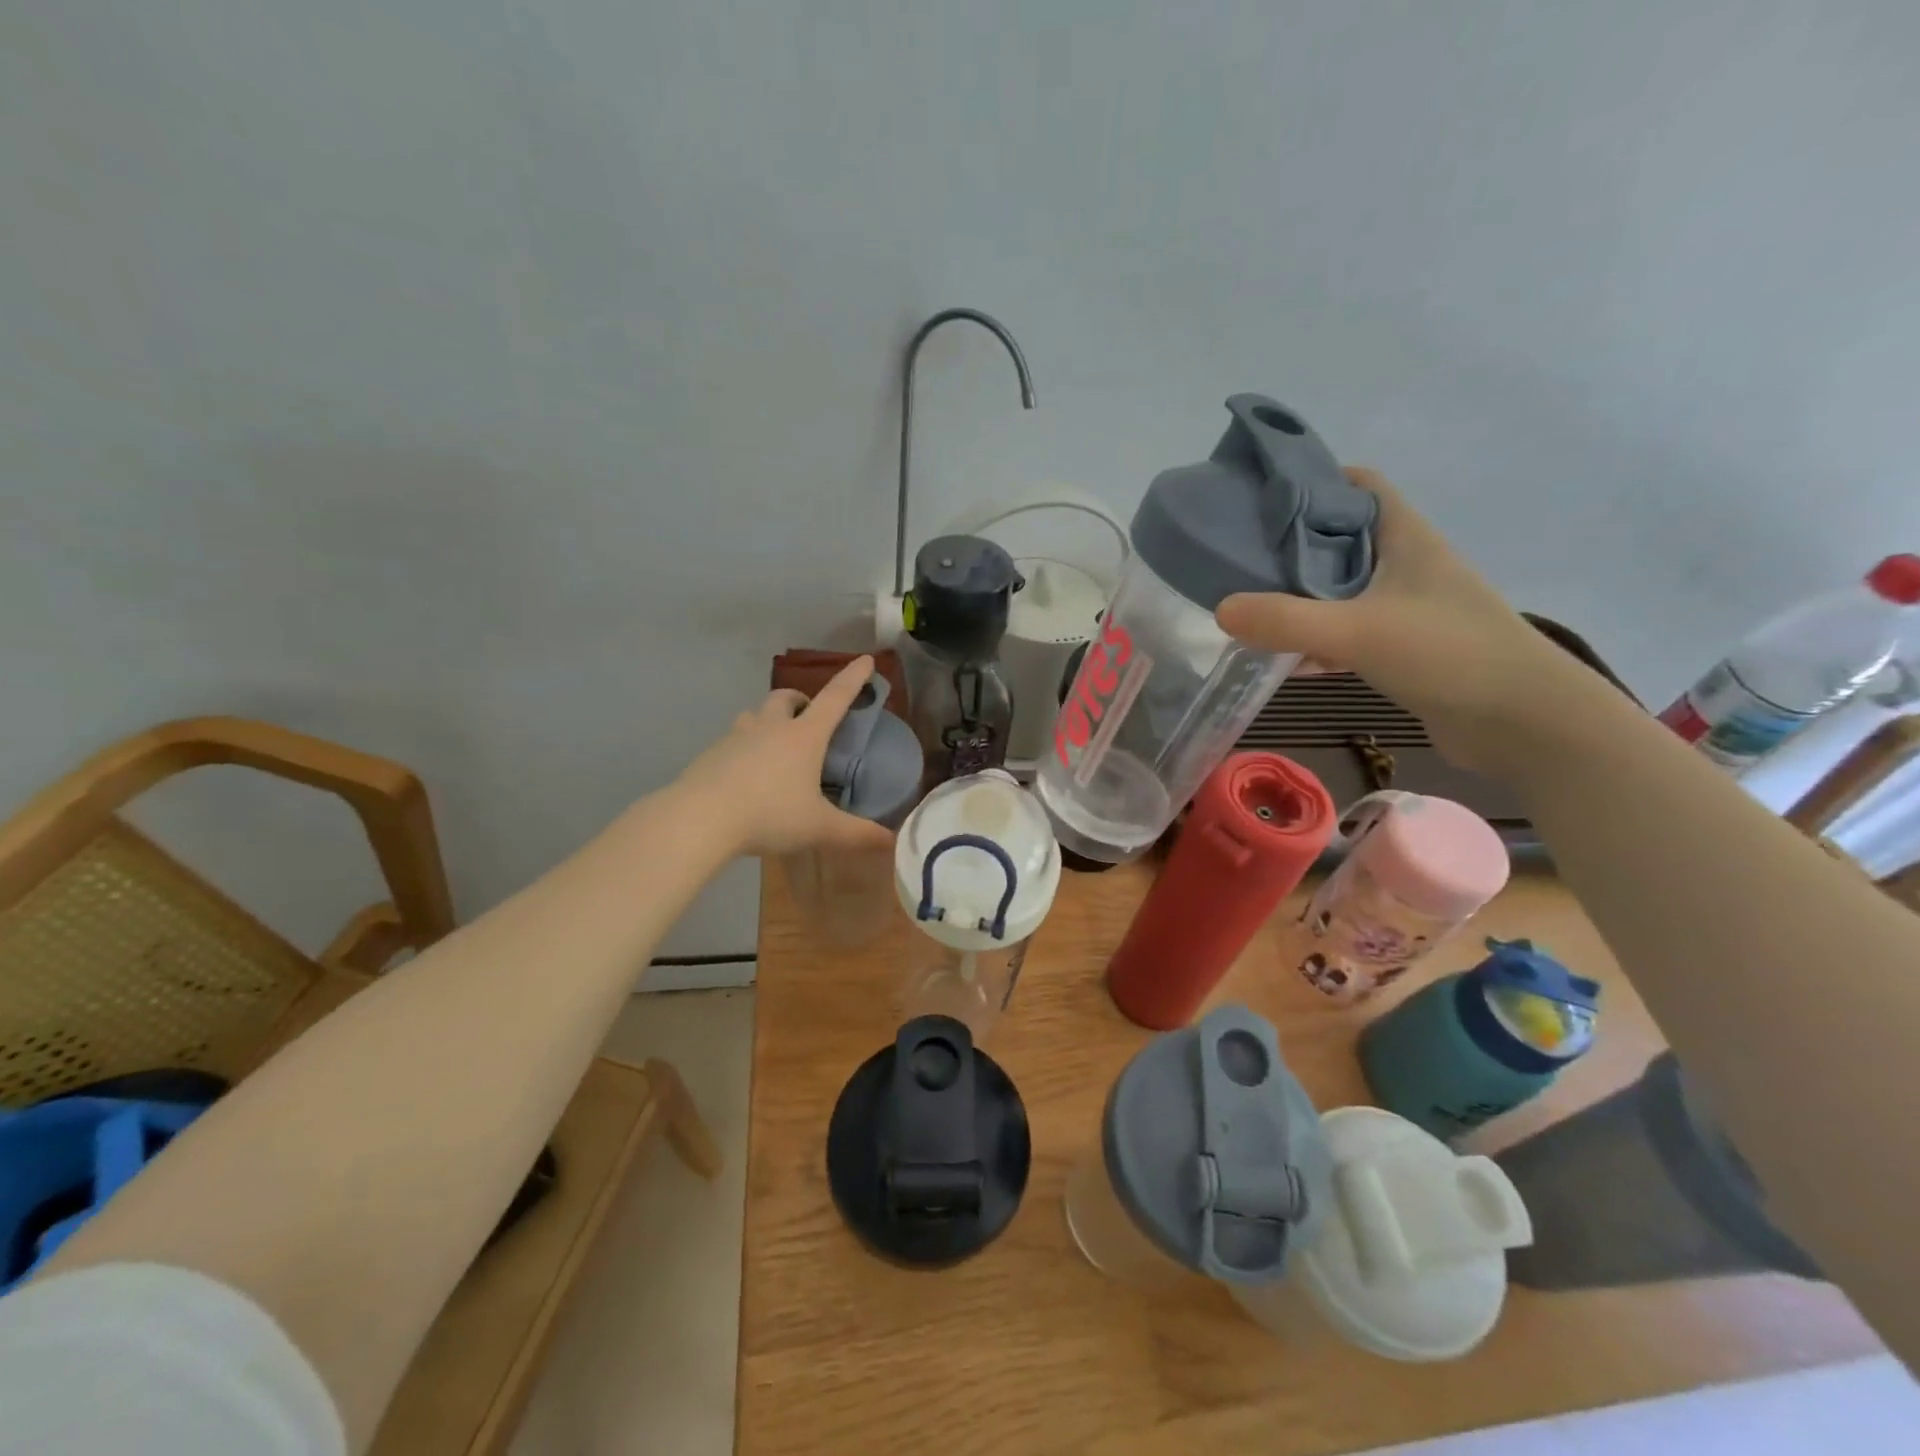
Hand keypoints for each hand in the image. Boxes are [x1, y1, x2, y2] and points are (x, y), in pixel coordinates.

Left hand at [677, 656, 898, 858]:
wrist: (699, 819)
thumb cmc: (769, 815)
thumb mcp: (819, 828)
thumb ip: (856, 834)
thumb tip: (891, 842)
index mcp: (804, 736)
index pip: (835, 698)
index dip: (853, 679)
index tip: (866, 660)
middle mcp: (771, 727)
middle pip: (786, 697)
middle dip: (800, 700)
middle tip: (808, 718)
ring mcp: (737, 736)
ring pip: (755, 715)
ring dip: (769, 720)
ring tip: (775, 746)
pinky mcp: (711, 753)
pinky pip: (733, 740)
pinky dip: (745, 747)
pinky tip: (746, 776)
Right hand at [1215, 468, 1582, 771]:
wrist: (1522, 721)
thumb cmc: (1448, 653)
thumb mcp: (1359, 631)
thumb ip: (1287, 621)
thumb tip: (1220, 609)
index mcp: (1404, 537)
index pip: (1359, 487)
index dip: (1313, 481)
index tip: (1260, 496)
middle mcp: (1404, 565)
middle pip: (1339, 539)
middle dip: (1290, 544)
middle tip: (1236, 554)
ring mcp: (1404, 609)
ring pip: (1339, 589)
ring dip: (1298, 595)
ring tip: (1246, 601)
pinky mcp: (1402, 649)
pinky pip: (1345, 633)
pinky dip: (1314, 640)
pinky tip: (1280, 657)